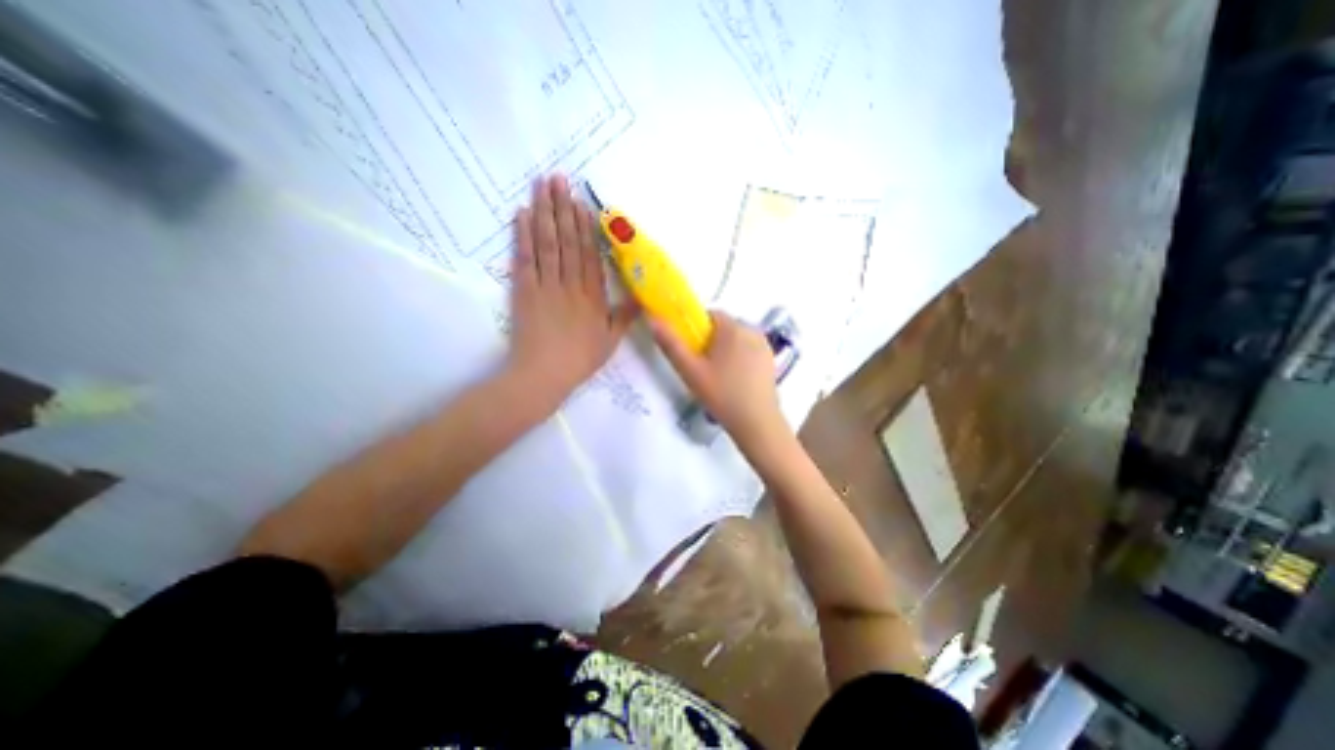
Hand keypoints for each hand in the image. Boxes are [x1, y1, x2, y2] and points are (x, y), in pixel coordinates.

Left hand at [509, 174, 637, 407]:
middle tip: (558, 179)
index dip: (585, 227)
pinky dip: (523, 235)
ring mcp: (545, 285)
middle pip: (567, 241)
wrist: (544, 374)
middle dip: (563, 208)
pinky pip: (524, 258)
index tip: (582, 202)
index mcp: (592, 296)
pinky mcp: (523, 290)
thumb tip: (642, 298)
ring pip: (547, 243)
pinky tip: (523, 214)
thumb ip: (624, 317)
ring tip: (542, 186)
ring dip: (544, 212)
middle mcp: (570, 284)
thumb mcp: (611, 342)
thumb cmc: (580, 359)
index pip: (590, 255)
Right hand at [652, 311, 783, 451]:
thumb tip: (654, 320)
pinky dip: (739, 358)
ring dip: (725, 349)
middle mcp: (752, 330)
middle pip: (724, 327)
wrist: (757, 423)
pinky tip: (735, 380)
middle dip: (711, 341)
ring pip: (737, 339)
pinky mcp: (771, 360)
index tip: (691, 350)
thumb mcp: (691, 371)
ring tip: (718, 376)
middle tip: (702, 367)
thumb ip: (671, 344)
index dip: (696, 329)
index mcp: (733, 327)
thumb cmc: (722, 395)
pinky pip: (749, 349)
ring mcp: (764, 345)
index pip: (710, 314)